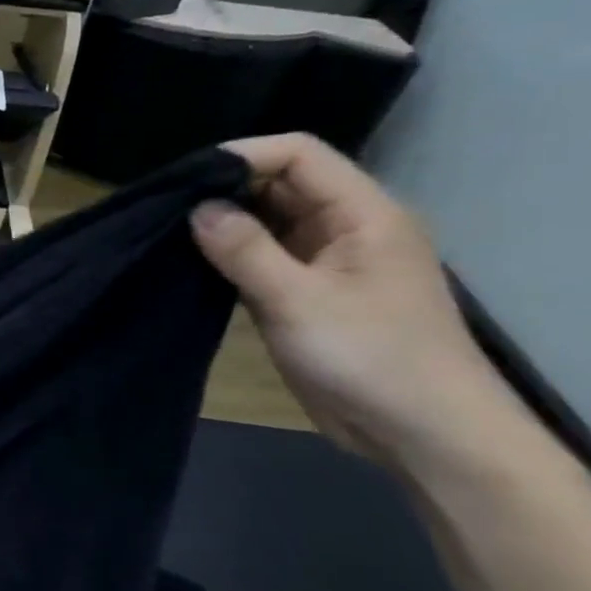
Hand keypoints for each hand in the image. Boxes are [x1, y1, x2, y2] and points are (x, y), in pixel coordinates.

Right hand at [190, 133, 520, 471]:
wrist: (424, 435)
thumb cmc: (371, 359)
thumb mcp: (299, 301)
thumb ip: (245, 250)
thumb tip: (196, 207)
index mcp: (362, 214)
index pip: (299, 156)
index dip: (243, 156)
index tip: (186, 179)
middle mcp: (345, 227)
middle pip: (280, 184)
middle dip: (225, 188)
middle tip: (166, 205)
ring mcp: (326, 261)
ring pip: (267, 221)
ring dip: (223, 223)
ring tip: (168, 229)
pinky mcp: (307, 293)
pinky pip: (263, 257)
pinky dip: (229, 254)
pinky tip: (191, 261)